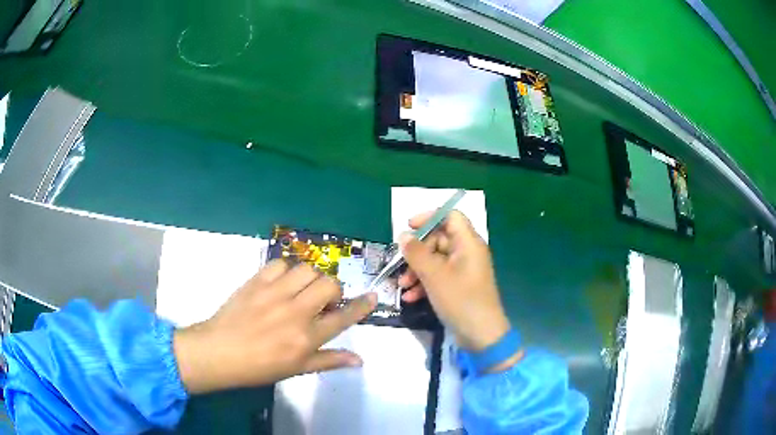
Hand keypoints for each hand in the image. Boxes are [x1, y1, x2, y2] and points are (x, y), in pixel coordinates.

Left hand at [173, 260, 376, 393]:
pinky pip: (280, 263)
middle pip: (329, 286)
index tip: (372, 297)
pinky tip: (281, 283)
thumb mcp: (297, 369)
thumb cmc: (259, 366)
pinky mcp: (257, 281)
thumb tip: (359, 360)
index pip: (343, 318)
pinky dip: (286, 271)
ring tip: (302, 290)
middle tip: (322, 302)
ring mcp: (275, 293)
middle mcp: (295, 312)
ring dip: (311, 279)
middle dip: (333, 291)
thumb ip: (329, 361)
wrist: (219, 352)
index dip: (361, 306)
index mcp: (306, 338)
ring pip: (307, 270)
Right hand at [398, 211, 512, 356]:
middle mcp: (467, 252)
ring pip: (436, 260)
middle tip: (400, 265)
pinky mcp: (459, 286)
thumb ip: (416, 253)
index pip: (450, 216)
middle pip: (439, 239)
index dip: (429, 217)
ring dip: (417, 270)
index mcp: (468, 243)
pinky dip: (425, 283)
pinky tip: (410, 297)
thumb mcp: (434, 275)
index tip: (408, 227)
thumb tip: (403, 236)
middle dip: (417, 252)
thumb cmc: (460, 300)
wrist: (481, 335)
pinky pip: (439, 276)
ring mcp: (464, 270)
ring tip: (403, 286)